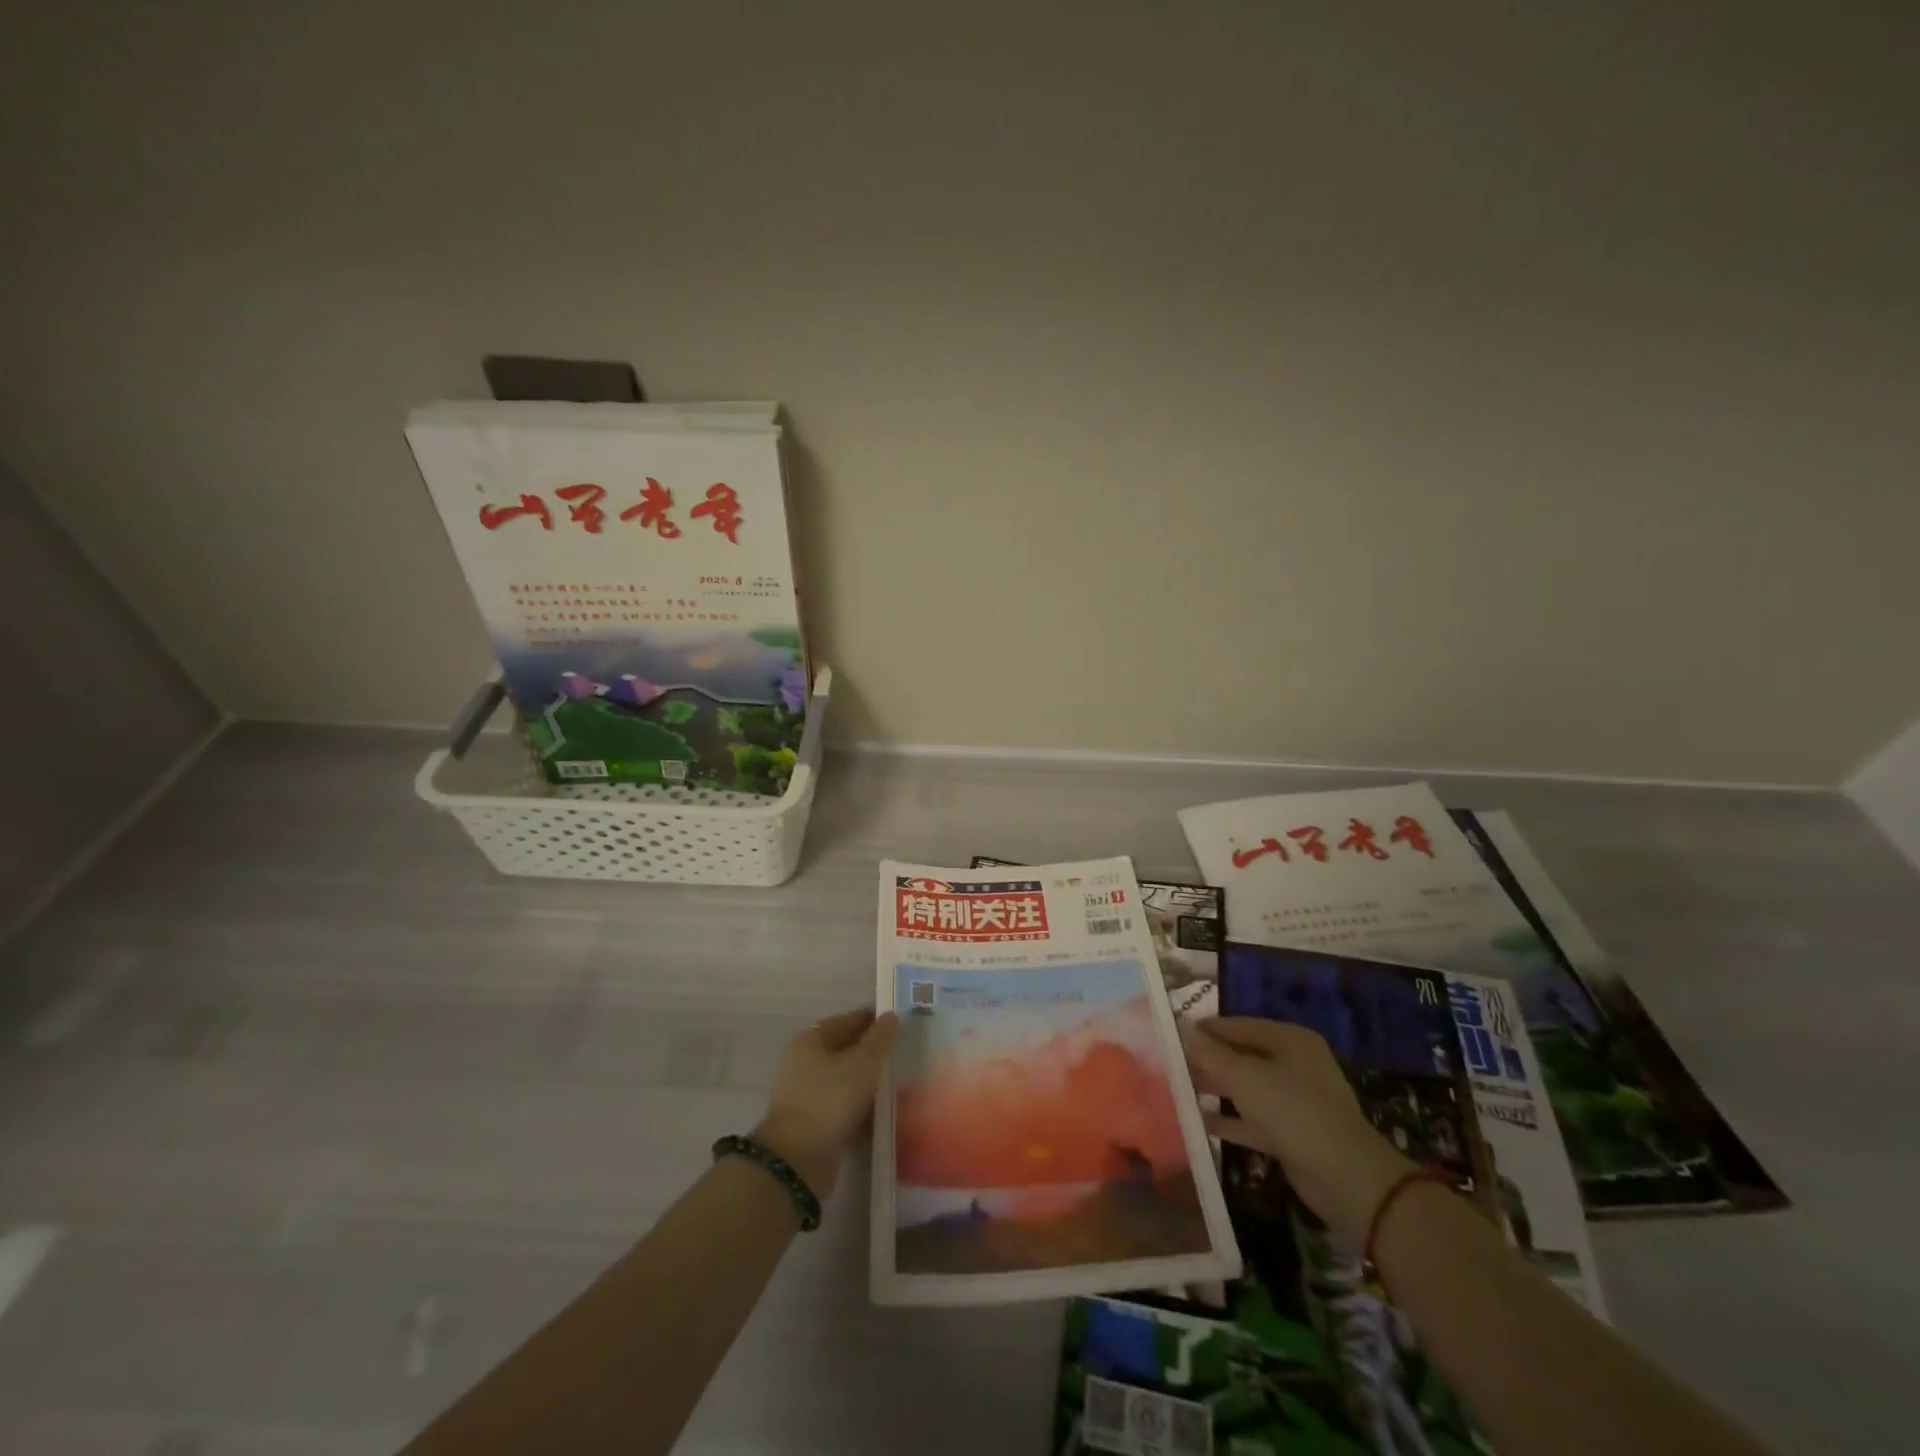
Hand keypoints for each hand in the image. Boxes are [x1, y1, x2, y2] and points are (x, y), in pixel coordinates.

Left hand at [753, 1007, 898, 1201]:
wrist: (798, 1159)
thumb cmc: (830, 1098)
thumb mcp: (862, 1063)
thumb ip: (879, 1038)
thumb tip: (891, 1016)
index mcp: (811, 1040)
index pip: (848, 1021)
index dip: (874, 1020)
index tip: (901, 1024)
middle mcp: (805, 1063)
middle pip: (846, 1050)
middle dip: (873, 1053)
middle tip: (903, 1053)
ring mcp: (807, 1095)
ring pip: (846, 1080)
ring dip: (869, 1082)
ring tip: (900, 1083)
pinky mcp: (814, 1123)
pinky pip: (844, 1106)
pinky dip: (862, 1107)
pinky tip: (883, 1111)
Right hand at [1182, 1016, 1416, 1240]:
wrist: (1345, 1177)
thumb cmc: (1292, 1110)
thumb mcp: (1244, 1076)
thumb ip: (1210, 1054)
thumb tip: (1181, 1029)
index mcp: (1289, 1040)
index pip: (1239, 1026)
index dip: (1207, 1029)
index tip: (1174, 1034)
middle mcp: (1295, 1064)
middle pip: (1244, 1055)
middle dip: (1211, 1060)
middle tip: (1174, 1063)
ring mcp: (1297, 1101)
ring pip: (1248, 1088)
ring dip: (1218, 1089)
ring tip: (1181, 1089)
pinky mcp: (1294, 1134)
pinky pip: (1255, 1119)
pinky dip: (1231, 1119)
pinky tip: (1202, 1121)